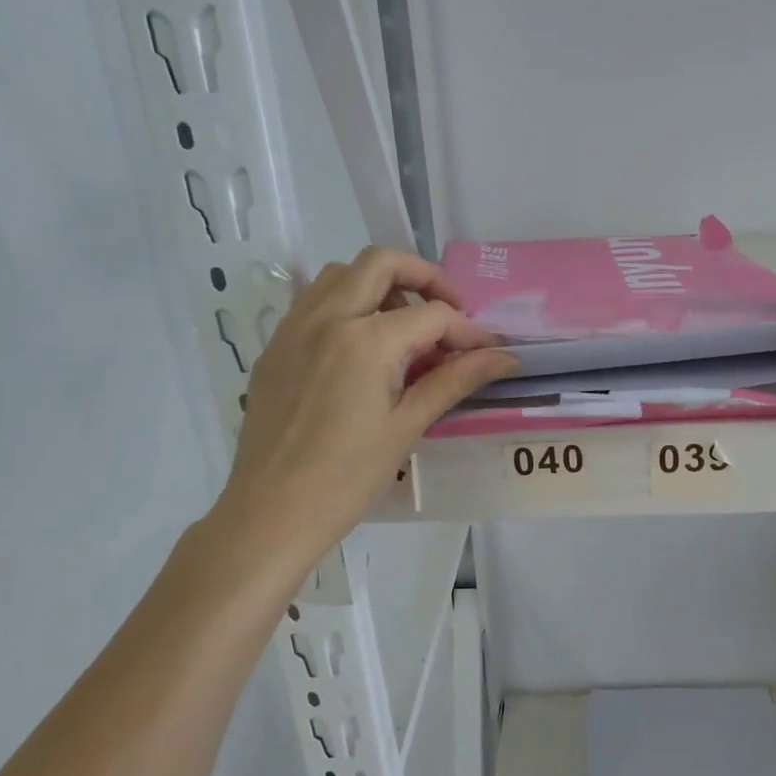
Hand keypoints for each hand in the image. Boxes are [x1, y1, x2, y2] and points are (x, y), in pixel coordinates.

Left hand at [206, 247, 516, 567]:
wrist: (271, 513)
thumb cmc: (346, 478)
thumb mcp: (407, 426)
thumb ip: (455, 380)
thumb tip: (505, 357)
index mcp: (365, 339)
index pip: (432, 314)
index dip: (468, 331)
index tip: (488, 353)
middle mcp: (326, 317)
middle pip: (381, 263)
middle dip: (424, 277)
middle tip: (448, 313)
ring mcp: (294, 327)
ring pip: (341, 274)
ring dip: (380, 285)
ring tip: (404, 327)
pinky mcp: (275, 346)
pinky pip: (314, 301)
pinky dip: (346, 303)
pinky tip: (362, 348)